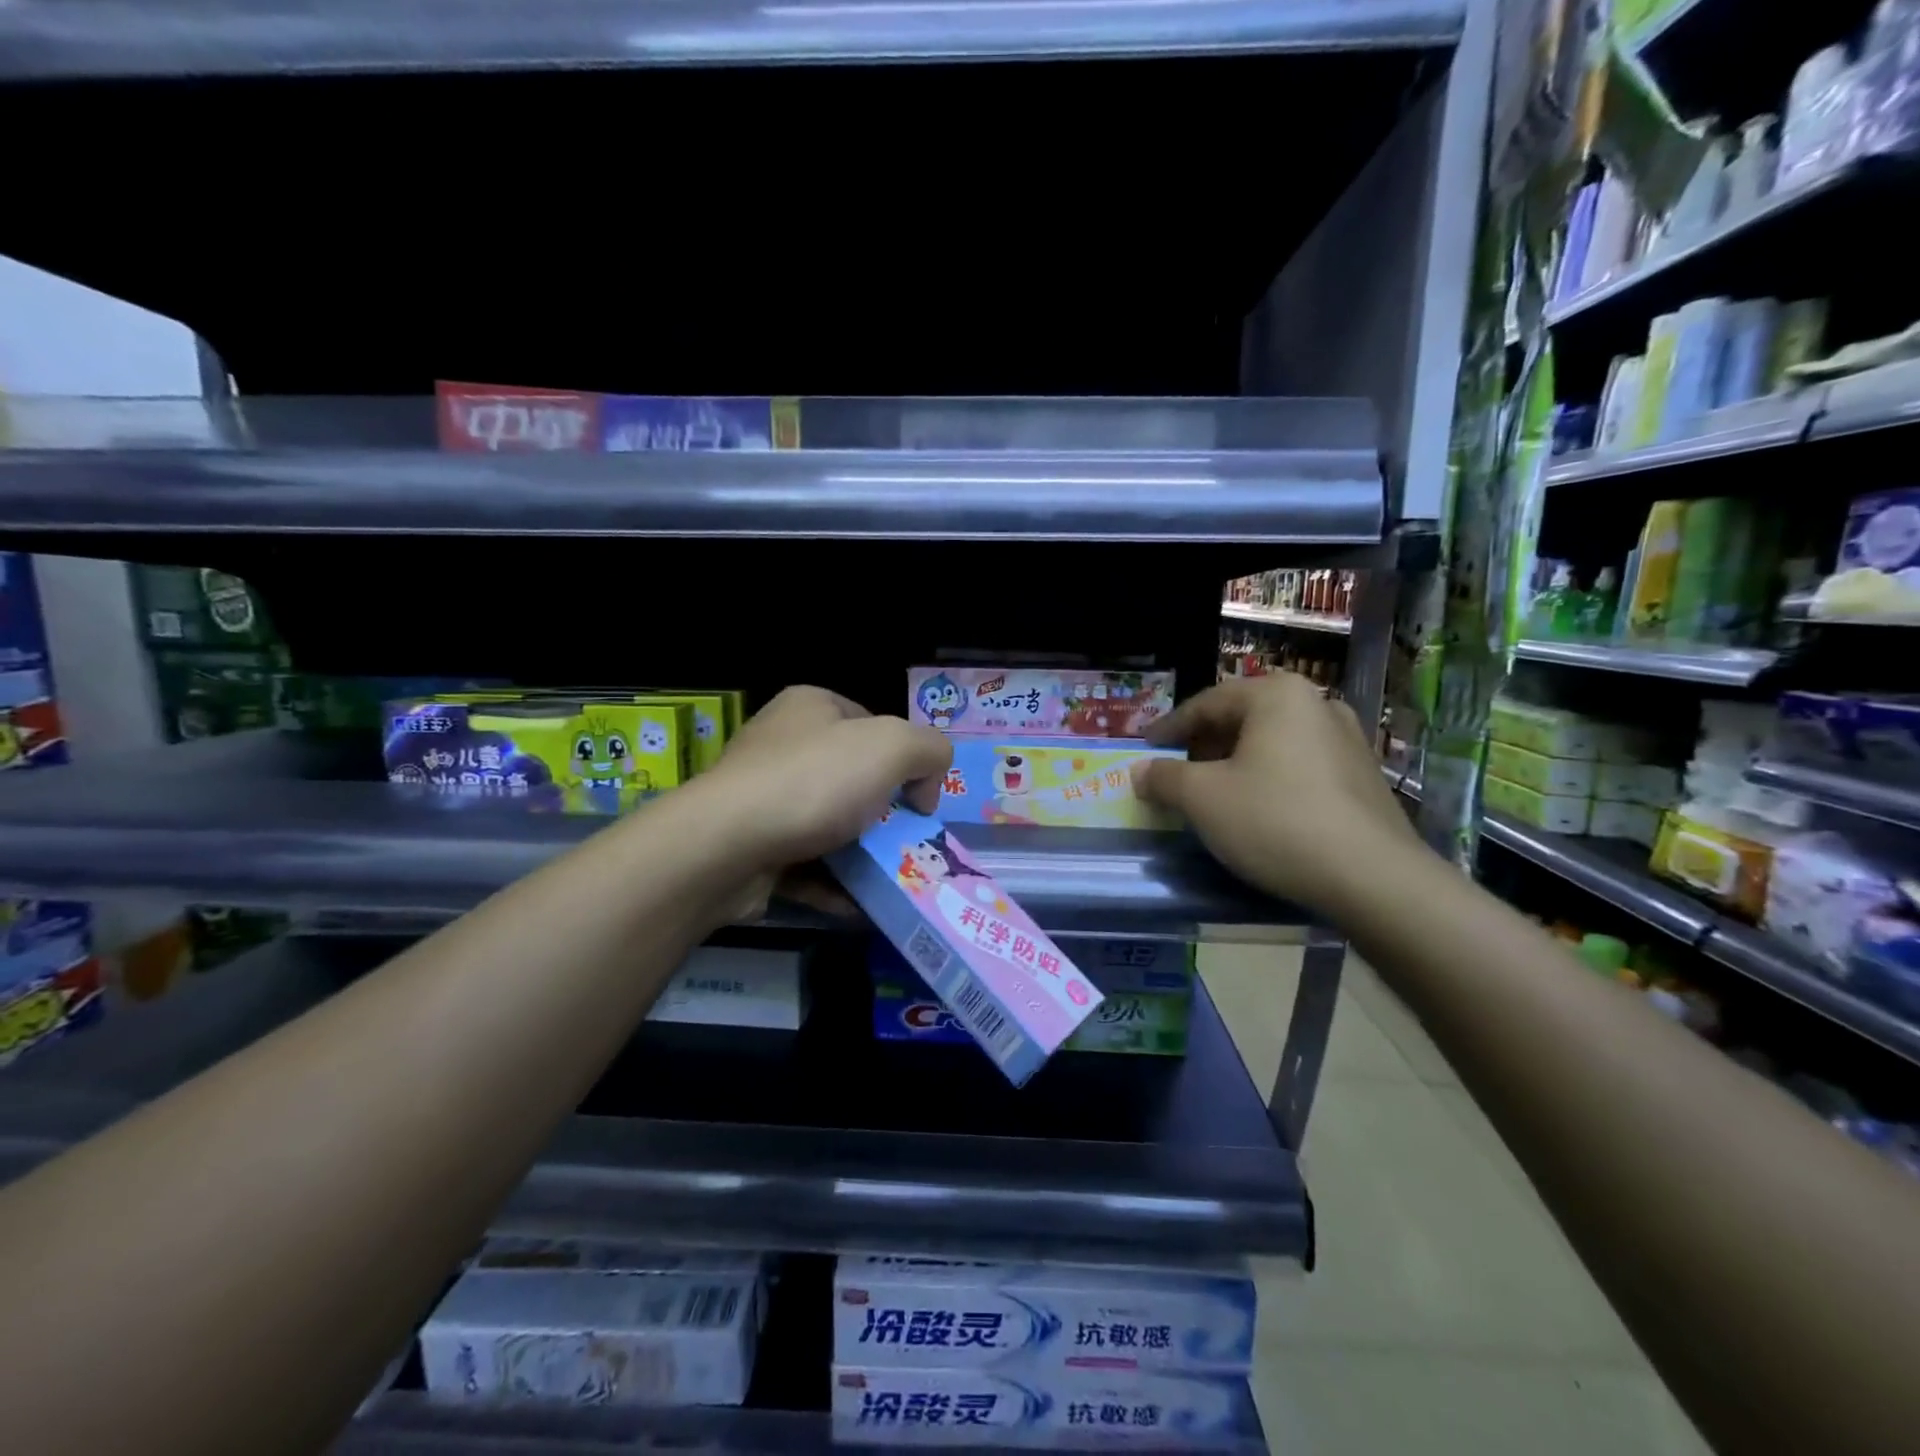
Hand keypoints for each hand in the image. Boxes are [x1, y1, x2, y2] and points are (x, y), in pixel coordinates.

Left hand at [698, 686, 952, 871]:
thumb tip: (925, 785)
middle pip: (853, 778)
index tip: (918, 800)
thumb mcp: (892, 746)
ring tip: (893, 880)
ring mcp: (762, 797)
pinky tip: (860, 906)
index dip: (905, 759)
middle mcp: (783, 745)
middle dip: (885, 814)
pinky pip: (805, 863)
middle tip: (909, 844)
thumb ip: (930, 750)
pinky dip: (834, 884)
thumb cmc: (813, 783)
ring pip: (830, 824)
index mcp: (812, 707)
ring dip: (863, 854)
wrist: (726, 846)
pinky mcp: (751, 845)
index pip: (874, 725)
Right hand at [1136, 674, 1418, 916]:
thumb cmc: (1275, 821)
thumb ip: (1164, 777)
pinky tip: (1257, 812)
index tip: (1145, 750)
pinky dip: (1269, 780)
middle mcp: (1316, 705)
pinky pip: (1300, 767)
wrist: (1373, 878)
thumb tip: (1140, 771)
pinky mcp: (1364, 777)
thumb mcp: (1202, 798)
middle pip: (1242, 720)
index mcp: (1277, 695)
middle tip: (1176, 775)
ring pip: (1272, 745)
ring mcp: (1347, 740)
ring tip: (1213, 796)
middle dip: (1204, 747)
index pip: (1206, 703)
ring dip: (1236, 765)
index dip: (1169, 728)